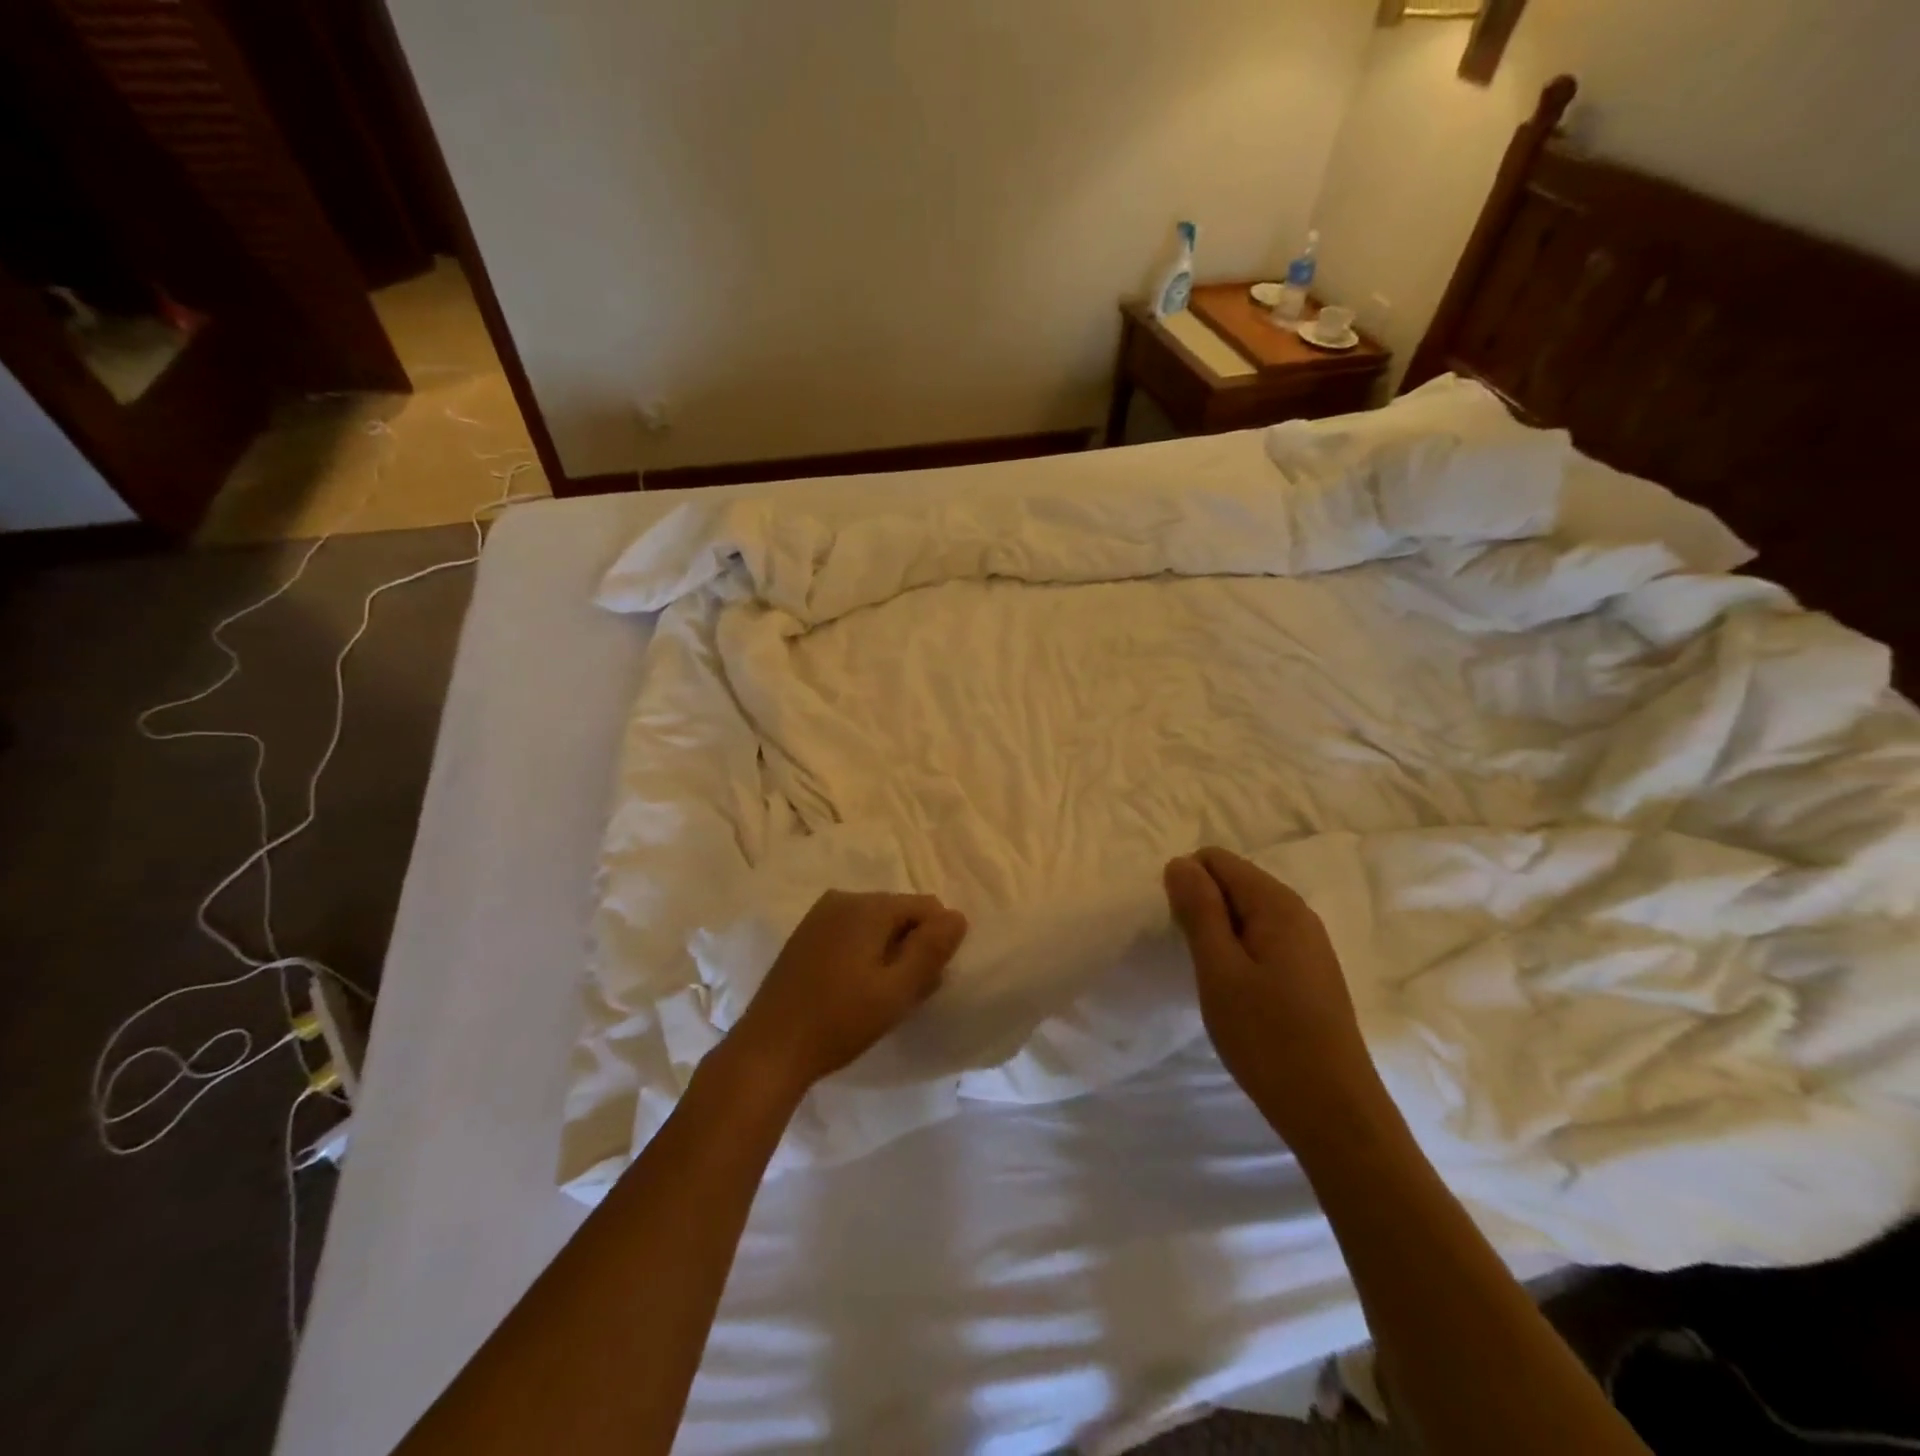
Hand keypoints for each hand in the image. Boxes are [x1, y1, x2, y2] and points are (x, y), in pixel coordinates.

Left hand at [729, 890, 968, 1097]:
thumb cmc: (839, 1021)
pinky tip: (853, 989)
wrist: (768, 1050)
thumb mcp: (896, 991)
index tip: (926, 981)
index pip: (927, 907)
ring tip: (879, 995)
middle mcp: (843, 899)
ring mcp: (819, 916)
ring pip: (876, 924)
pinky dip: (863, 954)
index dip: (936, 942)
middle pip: (900, 912)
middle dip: (912, 946)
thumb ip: (931, 950)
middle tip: (903, 993)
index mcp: (867, 906)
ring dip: (888, 952)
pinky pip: (851, 933)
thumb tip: (958, 916)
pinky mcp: (805, 936)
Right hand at [1164, 848, 1381, 1146]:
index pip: (1217, 860)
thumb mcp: (1219, 969)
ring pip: (1246, 914)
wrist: (1334, 1113)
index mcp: (1277, 904)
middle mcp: (1298, 914)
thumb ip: (1199, 910)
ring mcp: (1309, 945)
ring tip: (1211, 978)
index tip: (1178, 930)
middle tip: (1194, 959)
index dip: (1187, 885)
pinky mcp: (1310, 974)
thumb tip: (1180, 862)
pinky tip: (1236, 994)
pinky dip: (1239, 954)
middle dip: (1203, 909)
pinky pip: (1262, 940)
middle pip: (1233, 883)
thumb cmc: (1268, 1038)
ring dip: (1219, 935)